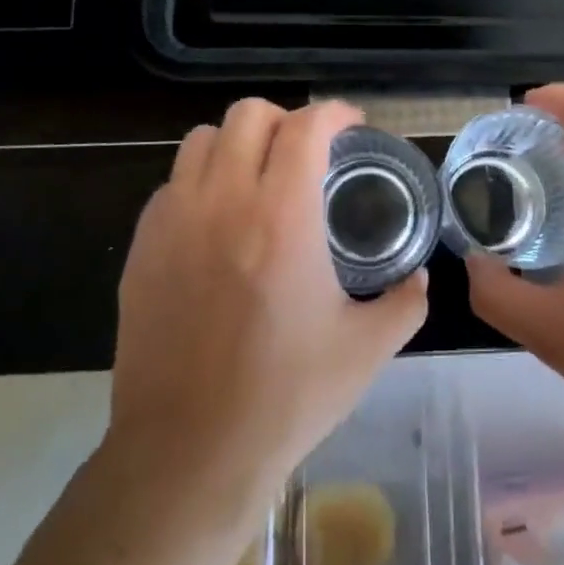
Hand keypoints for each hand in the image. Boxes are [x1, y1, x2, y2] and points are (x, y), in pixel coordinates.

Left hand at [105, 98, 427, 507]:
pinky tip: (219, 222)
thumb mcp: (367, 349)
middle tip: (307, 152)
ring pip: (201, 140)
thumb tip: (420, 277)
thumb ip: (406, 301)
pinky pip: (172, 184)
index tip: (351, 126)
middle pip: (248, 115)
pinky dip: (202, 181)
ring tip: (259, 176)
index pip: (306, 126)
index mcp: (283, 215)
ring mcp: (174, 221)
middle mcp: (224, 201)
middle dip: (285, 119)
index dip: (334, 113)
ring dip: (238, 144)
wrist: (188, 451)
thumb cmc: (286, 396)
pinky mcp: (142, 247)